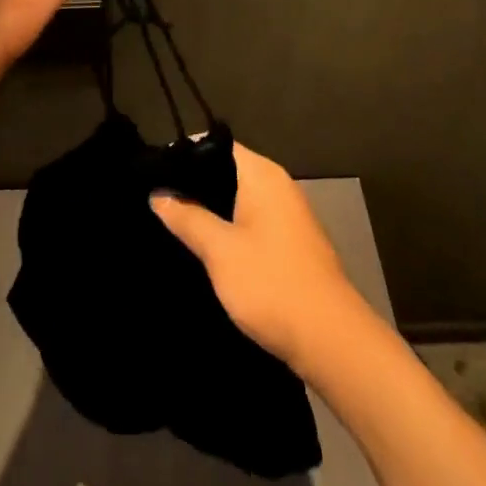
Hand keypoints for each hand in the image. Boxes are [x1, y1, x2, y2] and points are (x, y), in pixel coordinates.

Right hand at [150, 143, 364, 374]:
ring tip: (174, 226)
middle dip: (195, 188)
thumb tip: (158, 194)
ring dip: (212, 213)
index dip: (185, 156)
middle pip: (228, 173)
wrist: (330, 340)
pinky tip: (208, 252)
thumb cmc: (271, 284)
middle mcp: (278, 186)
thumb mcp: (220, 251)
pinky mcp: (292, 245)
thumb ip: (187, 218)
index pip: (218, 146)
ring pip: (239, 202)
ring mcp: (288, 216)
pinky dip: (230, 232)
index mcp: (263, 175)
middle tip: (157, 203)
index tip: (154, 173)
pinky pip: (252, 224)